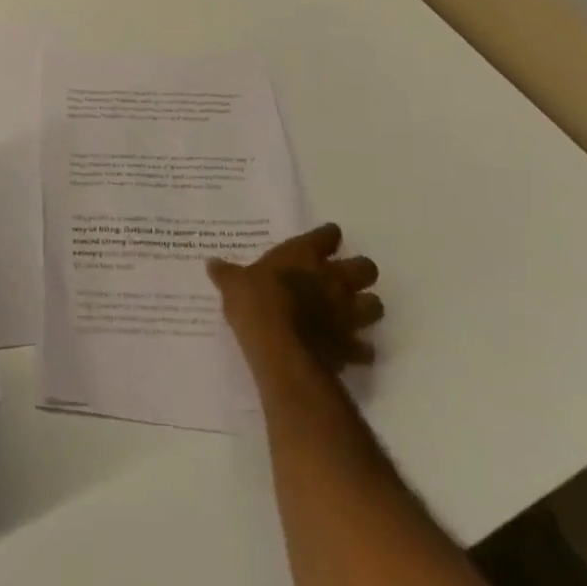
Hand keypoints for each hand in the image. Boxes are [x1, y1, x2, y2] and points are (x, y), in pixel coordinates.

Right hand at [207, 223, 381, 383]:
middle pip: (366, 268)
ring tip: (351, 313)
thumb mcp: (233, 284)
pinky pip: (365, 347)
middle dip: (360, 272)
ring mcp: (347, 313)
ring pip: (375, 305)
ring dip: (366, 308)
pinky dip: (359, 348)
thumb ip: (227, 273)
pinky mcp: (351, 346)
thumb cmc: (257, 304)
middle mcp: (333, 279)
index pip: (328, 235)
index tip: (323, 240)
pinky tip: (348, 350)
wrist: (280, 350)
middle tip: (343, 279)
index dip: (327, 237)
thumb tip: (212, 263)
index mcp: (306, 255)